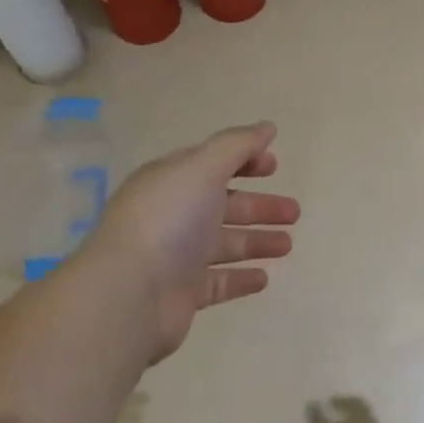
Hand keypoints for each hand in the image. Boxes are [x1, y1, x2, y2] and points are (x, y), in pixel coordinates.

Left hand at [76, 122, 299, 363]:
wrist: (129, 295)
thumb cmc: (168, 220)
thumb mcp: (203, 168)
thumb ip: (237, 145)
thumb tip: (267, 127)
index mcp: (172, 181)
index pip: (211, 163)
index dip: (243, 160)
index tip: (275, 166)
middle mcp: (172, 215)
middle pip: (223, 205)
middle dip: (259, 205)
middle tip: (294, 212)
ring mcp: (176, 256)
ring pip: (224, 243)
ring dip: (256, 240)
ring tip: (288, 244)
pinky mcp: (182, 294)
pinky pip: (217, 283)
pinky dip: (240, 278)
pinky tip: (264, 278)